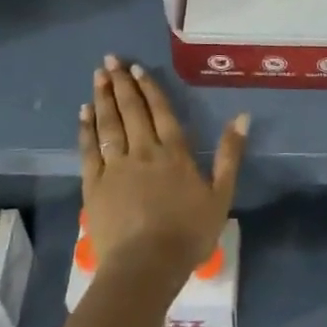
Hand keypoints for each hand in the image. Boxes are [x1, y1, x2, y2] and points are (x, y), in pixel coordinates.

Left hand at [79, 55, 247, 282]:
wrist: (146, 265)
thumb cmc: (188, 233)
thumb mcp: (221, 195)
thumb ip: (230, 154)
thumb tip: (242, 116)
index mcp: (174, 152)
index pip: (160, 111)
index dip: (148, 88)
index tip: (136, 68)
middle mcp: (143, 151)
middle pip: (131, 111)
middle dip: (121, 83)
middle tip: (110, 60)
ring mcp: (115, 166)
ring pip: (108, 124)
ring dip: (103, 98)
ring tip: (97, 76)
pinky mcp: (94, 185)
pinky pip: (88, 150)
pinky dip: (86, 129)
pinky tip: (83, 113)